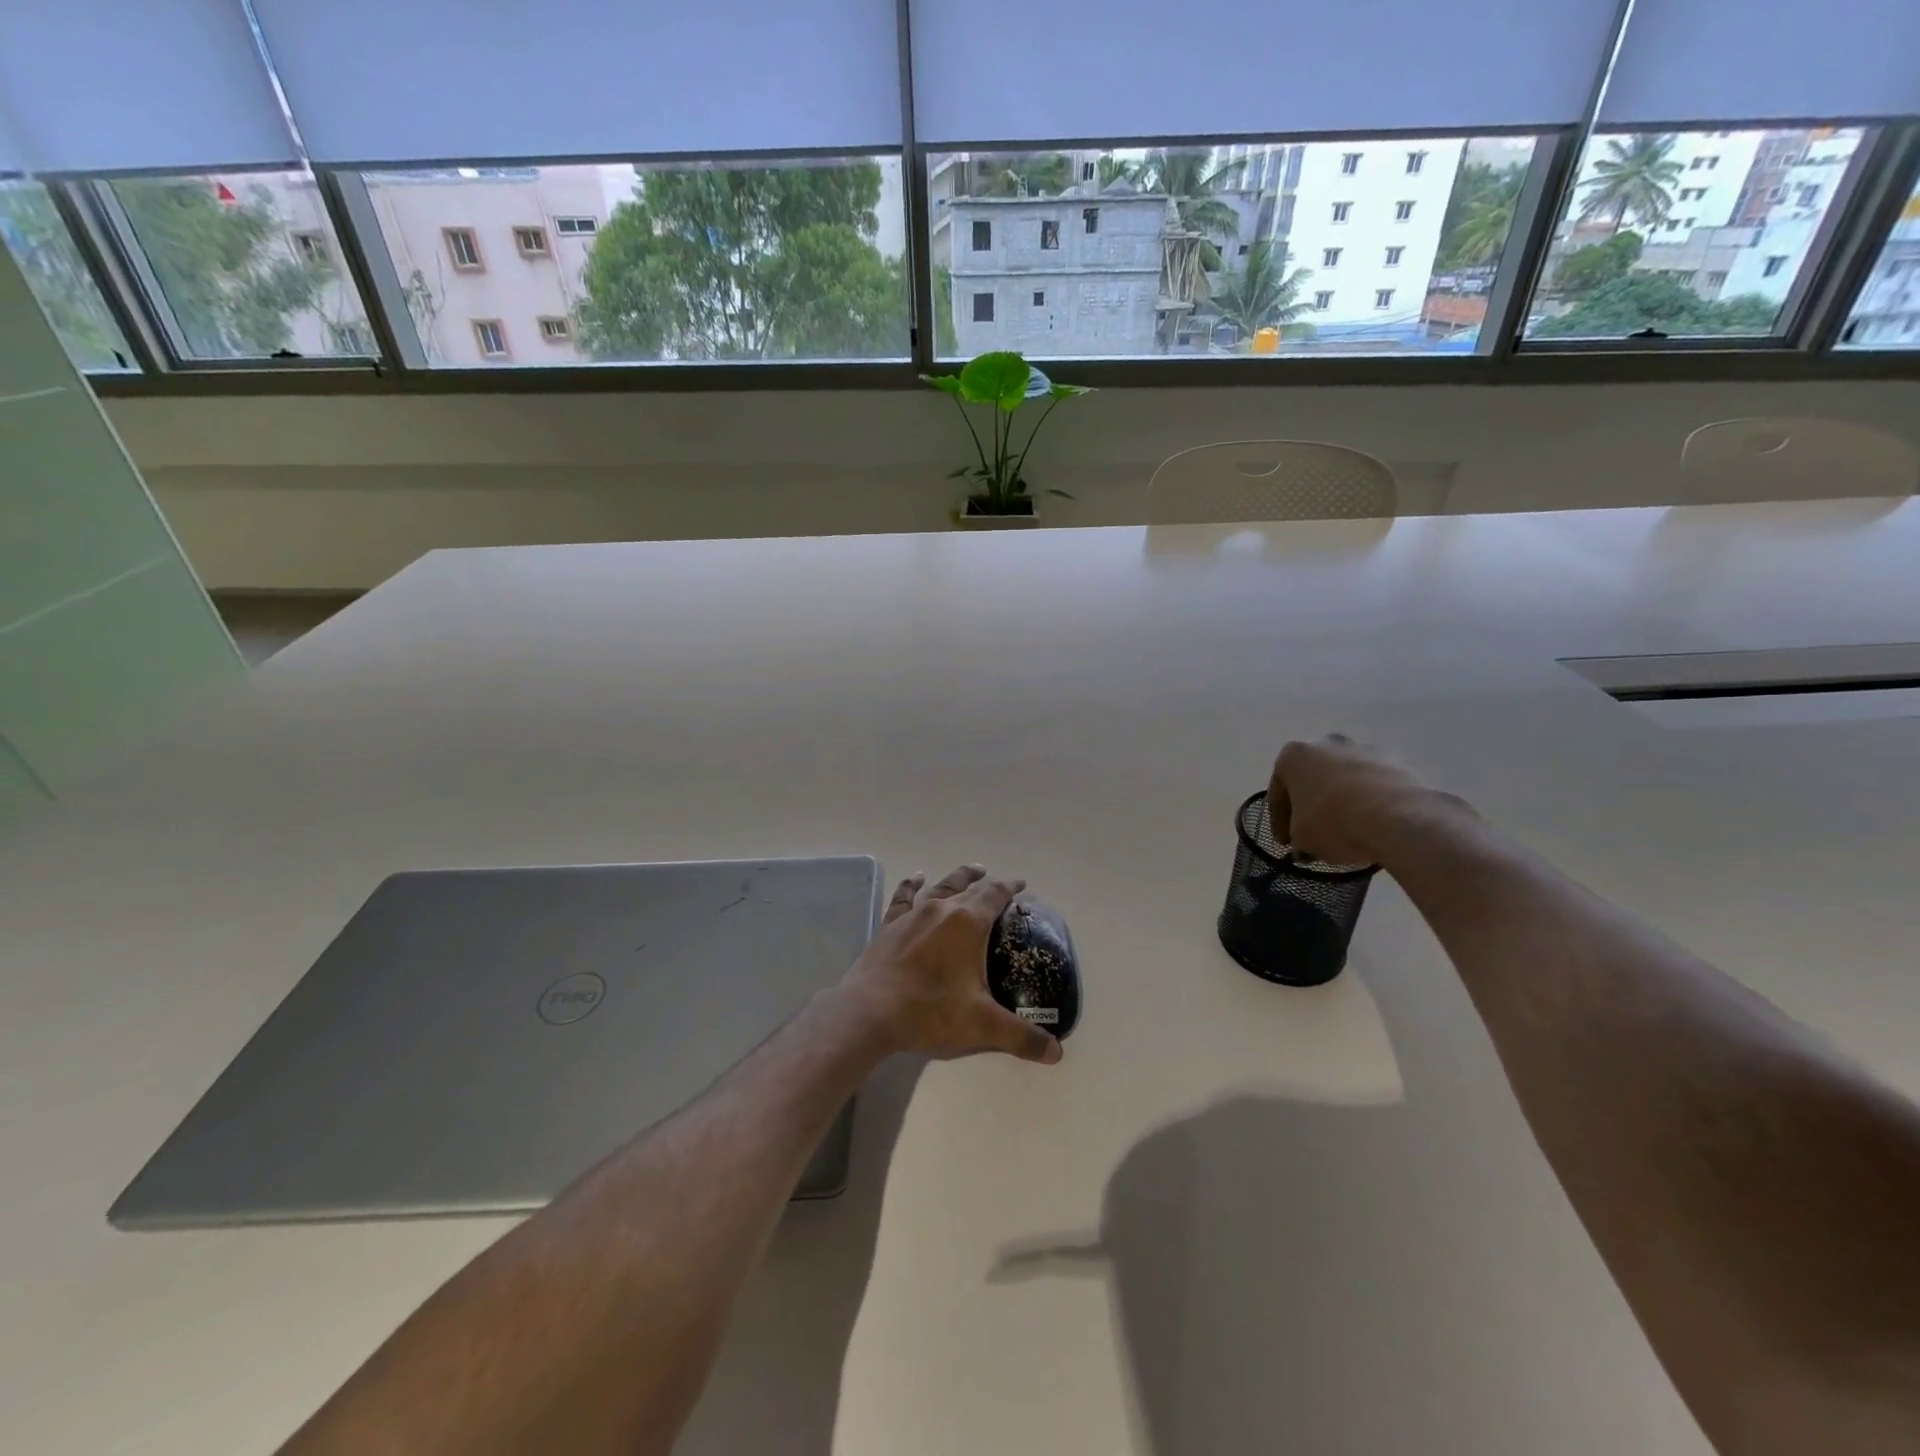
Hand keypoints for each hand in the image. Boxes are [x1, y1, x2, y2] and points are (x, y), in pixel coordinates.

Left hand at [836, 866, 1063, 1064]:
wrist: (871, 1010)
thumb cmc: (930, 1010)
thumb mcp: (982, 1025)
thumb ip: (1021, 1036)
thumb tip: (1056, 1054)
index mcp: (968, 923)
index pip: (995, 895)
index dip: (1010, 888)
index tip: (1021, 885)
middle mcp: (942, 909)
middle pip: (969, 887)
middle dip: (986, 883)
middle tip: (997, 881)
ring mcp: (913, 915)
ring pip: (940, 886)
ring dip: (957, 878)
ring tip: (969, 872)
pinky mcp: (890, 925)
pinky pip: (904, 897)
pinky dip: (912, 885)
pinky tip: (916, 878)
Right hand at [1267, 735, 1466, 868]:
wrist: (1397, 817)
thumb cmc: (1333, 822)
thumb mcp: (1301, 838)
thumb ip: (1297, 836)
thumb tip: (1306, 840)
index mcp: (1293, 755)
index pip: (1277, 793)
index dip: (1279, 822)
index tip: (1286, 844)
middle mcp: (1325, 743)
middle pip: (1312, 779)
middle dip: (1311, 805)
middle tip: (1314, 833)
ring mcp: (1363, 749)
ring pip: (1343, 780)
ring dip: (1341, 801)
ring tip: (1347, 831)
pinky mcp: (1395, 761)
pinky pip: (1372, 785)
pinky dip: (1369, 802)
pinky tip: (1372, 825)